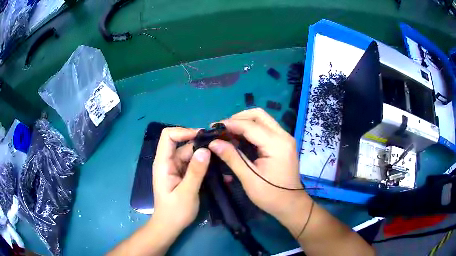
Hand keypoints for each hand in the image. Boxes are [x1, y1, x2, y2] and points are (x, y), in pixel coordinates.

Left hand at [151, 127, 210, 235]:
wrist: (170, 226)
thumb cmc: (175, 211)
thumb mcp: (187, 192)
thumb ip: (195, 171)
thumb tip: (205, 150)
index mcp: (163, 163)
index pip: (168, 136)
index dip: (183, 131)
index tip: (202, 136)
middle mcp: (169, 162)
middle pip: (183, 144)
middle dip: (200, 144)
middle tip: (220, 147)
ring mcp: (176, 168)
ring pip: (191, 154)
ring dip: (205, 155)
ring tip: (223, 157)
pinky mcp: (183, 174)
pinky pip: (194, 164)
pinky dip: (205, 164)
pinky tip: (219, 168)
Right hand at [208, 108, 311, 233]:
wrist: (291, 204)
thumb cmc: (271, 195)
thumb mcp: (249, 178)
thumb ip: (232, 157)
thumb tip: (213, 143)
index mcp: (277, 144)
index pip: (250, 126)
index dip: (230, 124)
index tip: (212, 128)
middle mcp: (283, 136)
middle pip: (259, 115)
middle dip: (238, 118)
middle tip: (222, 129)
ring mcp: (284, 138)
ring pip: (262, 120)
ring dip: (244, 123)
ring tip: (227, 133)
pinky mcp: (283, 143)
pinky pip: (265, 129)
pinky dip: (250, 130)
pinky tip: (239, 138)